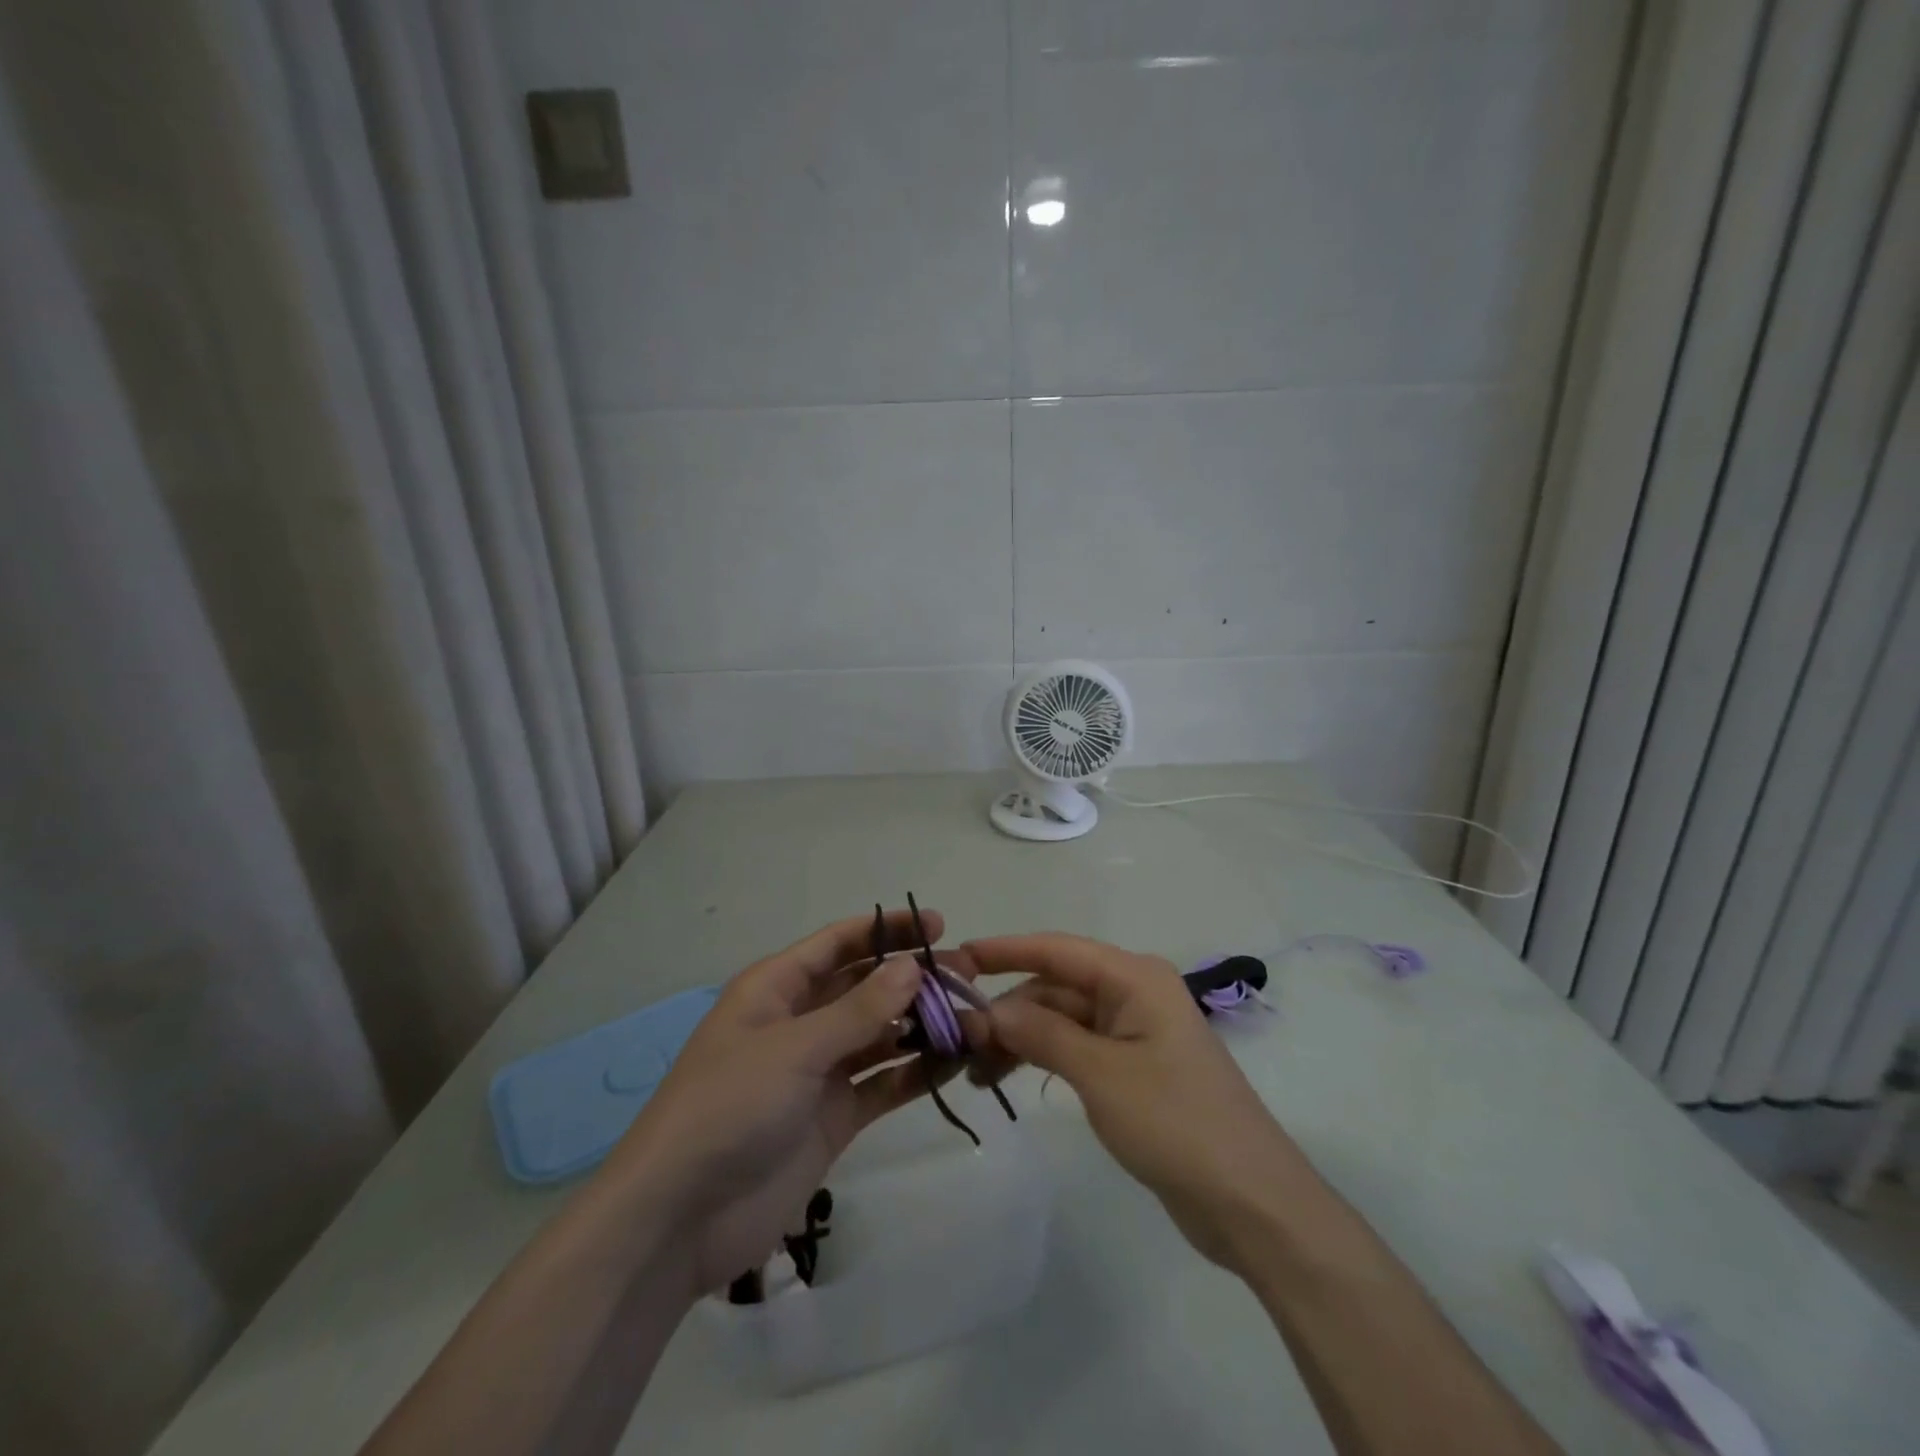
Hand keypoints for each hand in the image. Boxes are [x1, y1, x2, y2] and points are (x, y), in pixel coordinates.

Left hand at [608, 910, 966, 1299]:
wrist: (679, 1219)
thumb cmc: (728, 1107)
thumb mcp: (793, 1049)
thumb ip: (858, 1010)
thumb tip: (913, 966)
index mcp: (776, 989)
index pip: (838, 943)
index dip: (887, 930)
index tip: (938, 924)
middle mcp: (800, 1022)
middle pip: (865, 986)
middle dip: (912, 978)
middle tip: (967, 976)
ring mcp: (818, 1071)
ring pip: (879, 1034)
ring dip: (921, 1025)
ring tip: (972, 1017)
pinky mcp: (834, 1117)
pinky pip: (883, 1083)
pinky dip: (916, 1072)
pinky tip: (955, 1062)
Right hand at [965, 933, 1309, 1271]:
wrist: (1251, 1202)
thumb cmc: (1176, 1122)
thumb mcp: (1101, 1074)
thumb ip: (1042, 1034)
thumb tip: (991, 1011)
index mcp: (1134, 978)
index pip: (1057, 949)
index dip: (1006, 950)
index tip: (958, 957)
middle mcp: (1133, 994)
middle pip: (1056, 986)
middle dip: (1008, 1009)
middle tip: (959, 1041)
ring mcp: (1134, 1033)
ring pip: (1062, 1019)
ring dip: (1020, 1038)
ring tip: (976, 1071)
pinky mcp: (1134, 1069)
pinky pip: (1076, 1048)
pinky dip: (1043, 1058)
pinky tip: (1010, 1077)